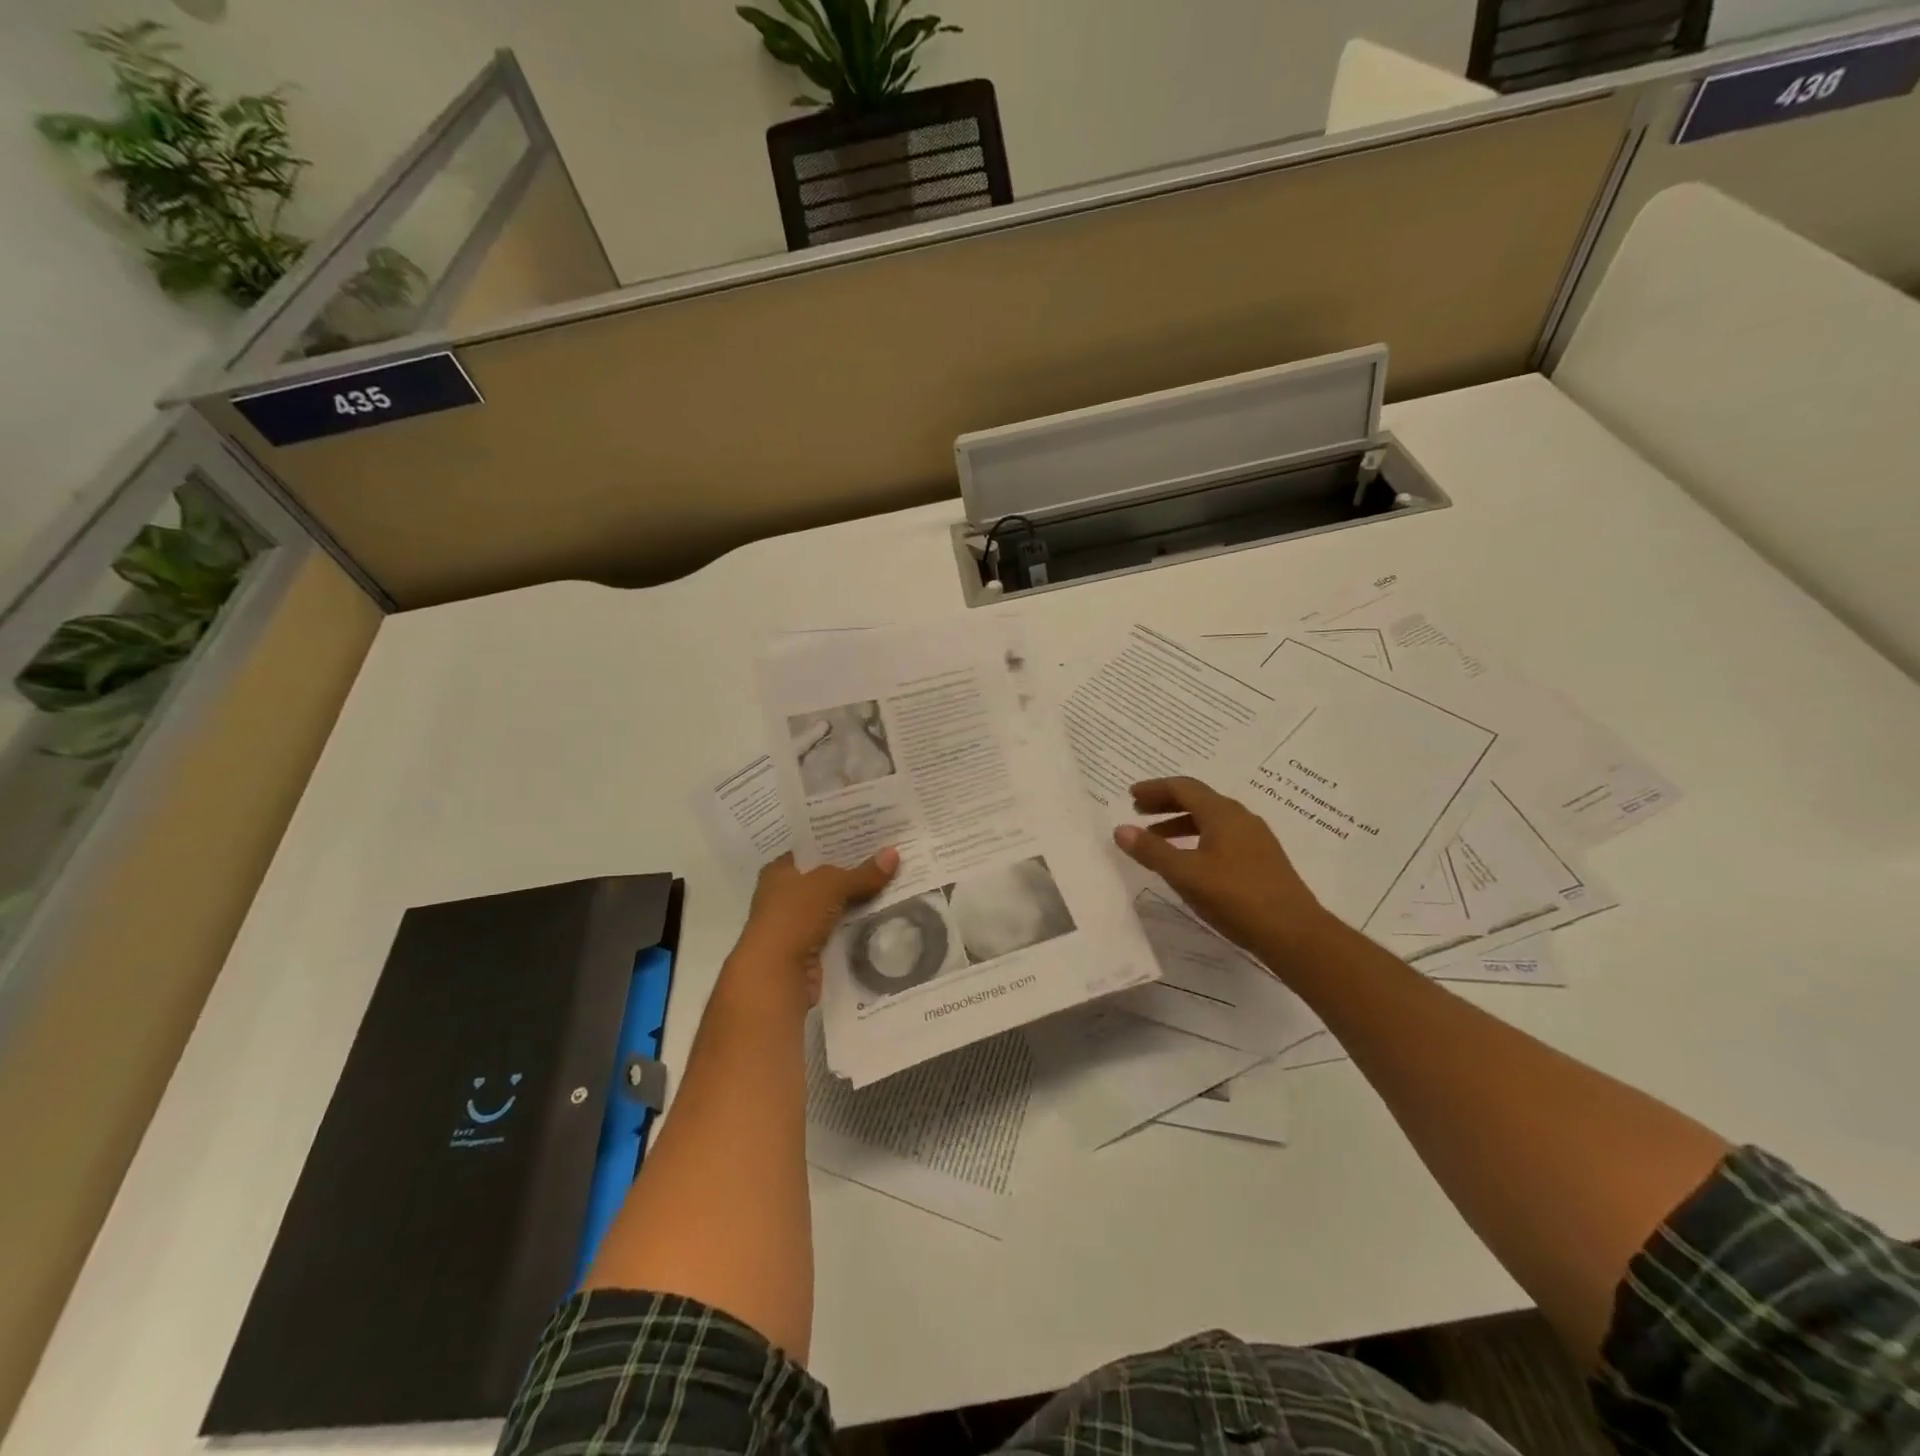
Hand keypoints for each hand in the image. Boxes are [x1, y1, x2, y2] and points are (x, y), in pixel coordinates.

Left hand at [731, 849, 899, 1002]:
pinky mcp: (811, 950)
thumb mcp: (831, 886)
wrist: (775, 976)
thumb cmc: (794, 918)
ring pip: (836, 905)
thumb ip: (862, 873)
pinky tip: (884, 915)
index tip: (870, 835)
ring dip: (859, 900)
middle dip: (855, 871)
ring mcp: (798, 924)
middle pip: (826, 878)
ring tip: (896, 882)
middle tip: (890, 857)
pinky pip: (840, 930)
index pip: (812, 849)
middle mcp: (785, 895)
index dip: (838, 842)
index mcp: (779, 872)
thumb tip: (894, 854)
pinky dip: (857, 925)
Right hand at [1114, 777, 1336, 966]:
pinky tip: (1189, 861)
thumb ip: (1152, 851)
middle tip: (1138, 811)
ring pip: (1210, 820)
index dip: (1155, 789)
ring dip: (1180, 823)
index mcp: (1222, 813)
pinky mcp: (1261, 859)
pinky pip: (1222, 836)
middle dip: (1166, 803)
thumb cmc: (1236, 897)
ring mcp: (1255, 839)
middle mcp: (1240, 818)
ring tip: (1156, 839)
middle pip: (1198, 799)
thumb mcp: (1186, 874)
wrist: (1294, 933)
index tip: (1131, 795)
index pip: (1183, 788)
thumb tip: (1121, 829)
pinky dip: (1197, 838)